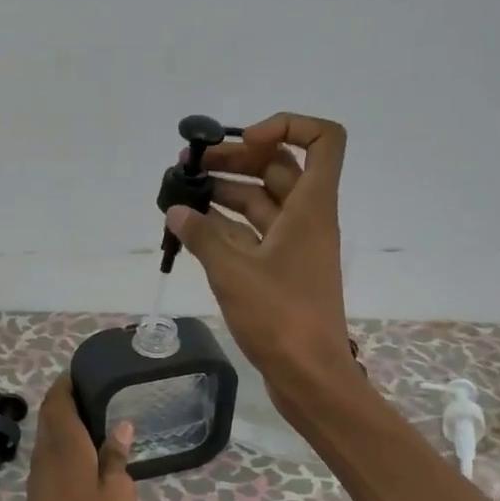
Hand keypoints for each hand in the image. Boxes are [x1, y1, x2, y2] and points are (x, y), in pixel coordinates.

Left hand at [0, 379, 135, 500]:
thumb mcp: (118, 495)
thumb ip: (117, 457)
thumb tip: (120, 424)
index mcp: (65, 448)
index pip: (58, 401)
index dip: (67, 382)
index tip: (86, 370)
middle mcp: (45, 456)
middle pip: (50, 416)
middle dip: (66, 398)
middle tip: (98, 390)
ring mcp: (38, 478)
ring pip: (48, 437)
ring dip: (65, 421)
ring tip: (97, 416)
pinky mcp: (38, 497)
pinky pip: (49, 456)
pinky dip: (64, 443)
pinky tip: (87, 453)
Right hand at [165, 111, 358, 408]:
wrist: (308, 375)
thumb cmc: (280, 318)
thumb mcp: (234, 272)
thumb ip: (203, 236)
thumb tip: (177, 211)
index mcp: (311, 207)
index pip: (322, 140)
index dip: (287, 125)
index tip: (245, 140)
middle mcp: (307, 219)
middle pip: (279, 168)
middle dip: (236, 159)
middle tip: (190, 167)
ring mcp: (295, 248)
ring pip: (262, 203)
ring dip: (226, 193)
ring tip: (181, 194)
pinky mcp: (281, 273)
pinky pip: (254, 236)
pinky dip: (226, 228)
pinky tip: (192, 229)